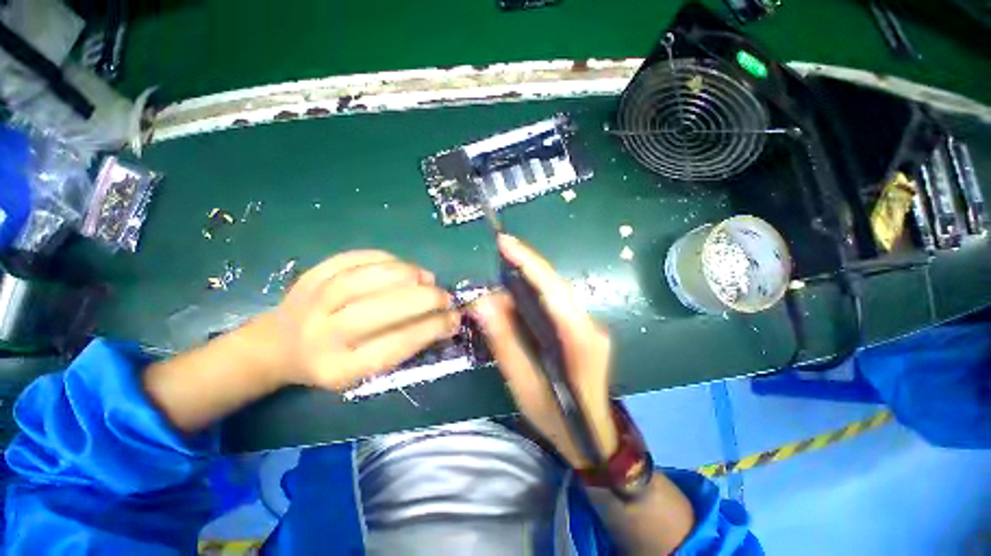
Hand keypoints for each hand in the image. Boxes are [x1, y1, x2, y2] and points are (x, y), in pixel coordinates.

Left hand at [266, 250, 460, 390]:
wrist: (278, 345)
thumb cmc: (332, 362)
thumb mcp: (365, 372)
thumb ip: (402, 347)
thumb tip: (444, 320)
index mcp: (340, 368)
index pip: (394, 345)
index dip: (431, 328)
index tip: (454, 318)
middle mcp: (323, 334)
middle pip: (380, 310)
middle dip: (423, 299)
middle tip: (444, 296)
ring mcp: (313, 300)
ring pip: (367, 278)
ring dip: (406, 274)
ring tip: (426, 278)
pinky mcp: (311, 274)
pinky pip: (355, 258)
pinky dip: (386, 258)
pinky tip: (402, 267)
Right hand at [470, 235, 617, 468]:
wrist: (595, 438)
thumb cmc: (560, 419)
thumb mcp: (524, 385)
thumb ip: (504, 342)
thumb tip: (482, 303)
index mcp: (579, 339)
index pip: (553, 289)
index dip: (529, 262)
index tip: (506, 243)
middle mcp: (590, 325)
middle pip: (556, 285)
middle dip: (528, 265)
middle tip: (500, 251)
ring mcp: (590, 326)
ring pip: (557, 292)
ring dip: (530, 278)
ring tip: (504, 269)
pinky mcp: (584, 329)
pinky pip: (557, 303)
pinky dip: (537, 293)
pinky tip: (519, 294)